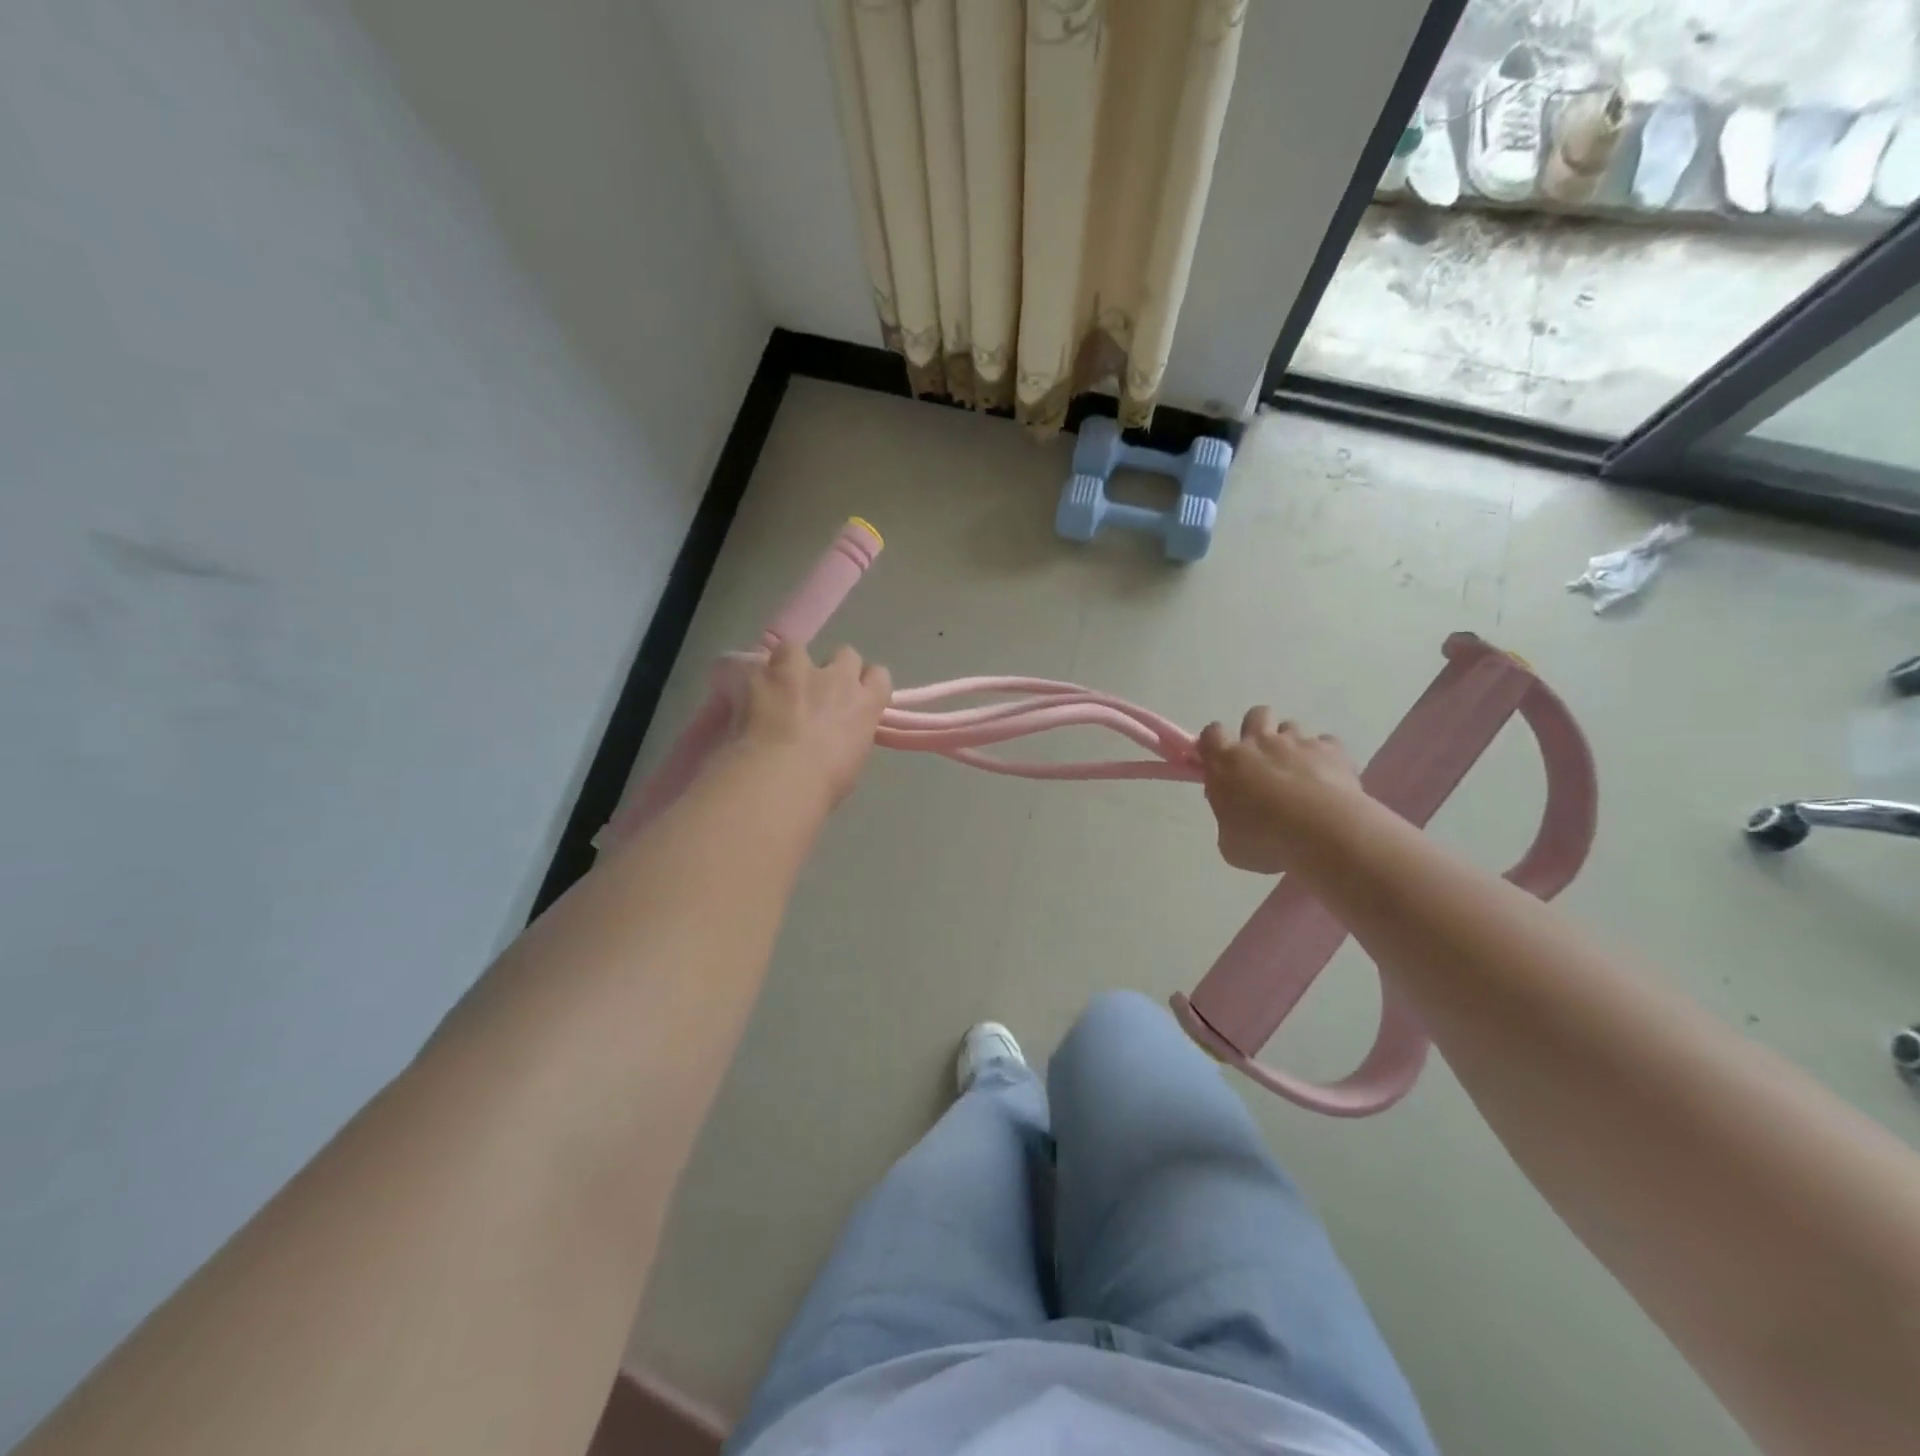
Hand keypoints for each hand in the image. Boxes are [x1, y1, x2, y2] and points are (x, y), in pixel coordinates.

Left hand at [737, 641, 891, 804]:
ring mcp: (797, 671)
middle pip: (845, 654)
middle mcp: (837, 678)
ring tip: (775, 683)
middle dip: (833, 669)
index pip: (879, 677)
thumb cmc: (823, 785)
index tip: (856, 698)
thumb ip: (849, 738)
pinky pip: (750, 663)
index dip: (866, 684)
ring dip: (789, 662)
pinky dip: (744, 675)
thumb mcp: (851, 763)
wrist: (780, 778)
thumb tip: (838, 737)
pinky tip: (739, 690)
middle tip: (818, 692)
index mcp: (865, 704)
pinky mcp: (760, 673)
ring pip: (797, 647)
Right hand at [1196, 708, 1368, 873]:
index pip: (1211, 733)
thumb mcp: (1230, 843)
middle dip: (1258, 731)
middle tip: (1263, 760)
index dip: (1215, 743)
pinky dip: (1326, 757)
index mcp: (1226, 763)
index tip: (1220, 760)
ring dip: (1292, 745)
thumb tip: (1235, 815)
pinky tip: (1328, 779)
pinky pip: (1327, 744)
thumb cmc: (1265, 841)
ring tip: (1299, 773)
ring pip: (1291, 726)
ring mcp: (1298, 743)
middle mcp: (1260, 744)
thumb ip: (1228, 820)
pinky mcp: (1332, 750)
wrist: (1322, 834)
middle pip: (1256, 715)